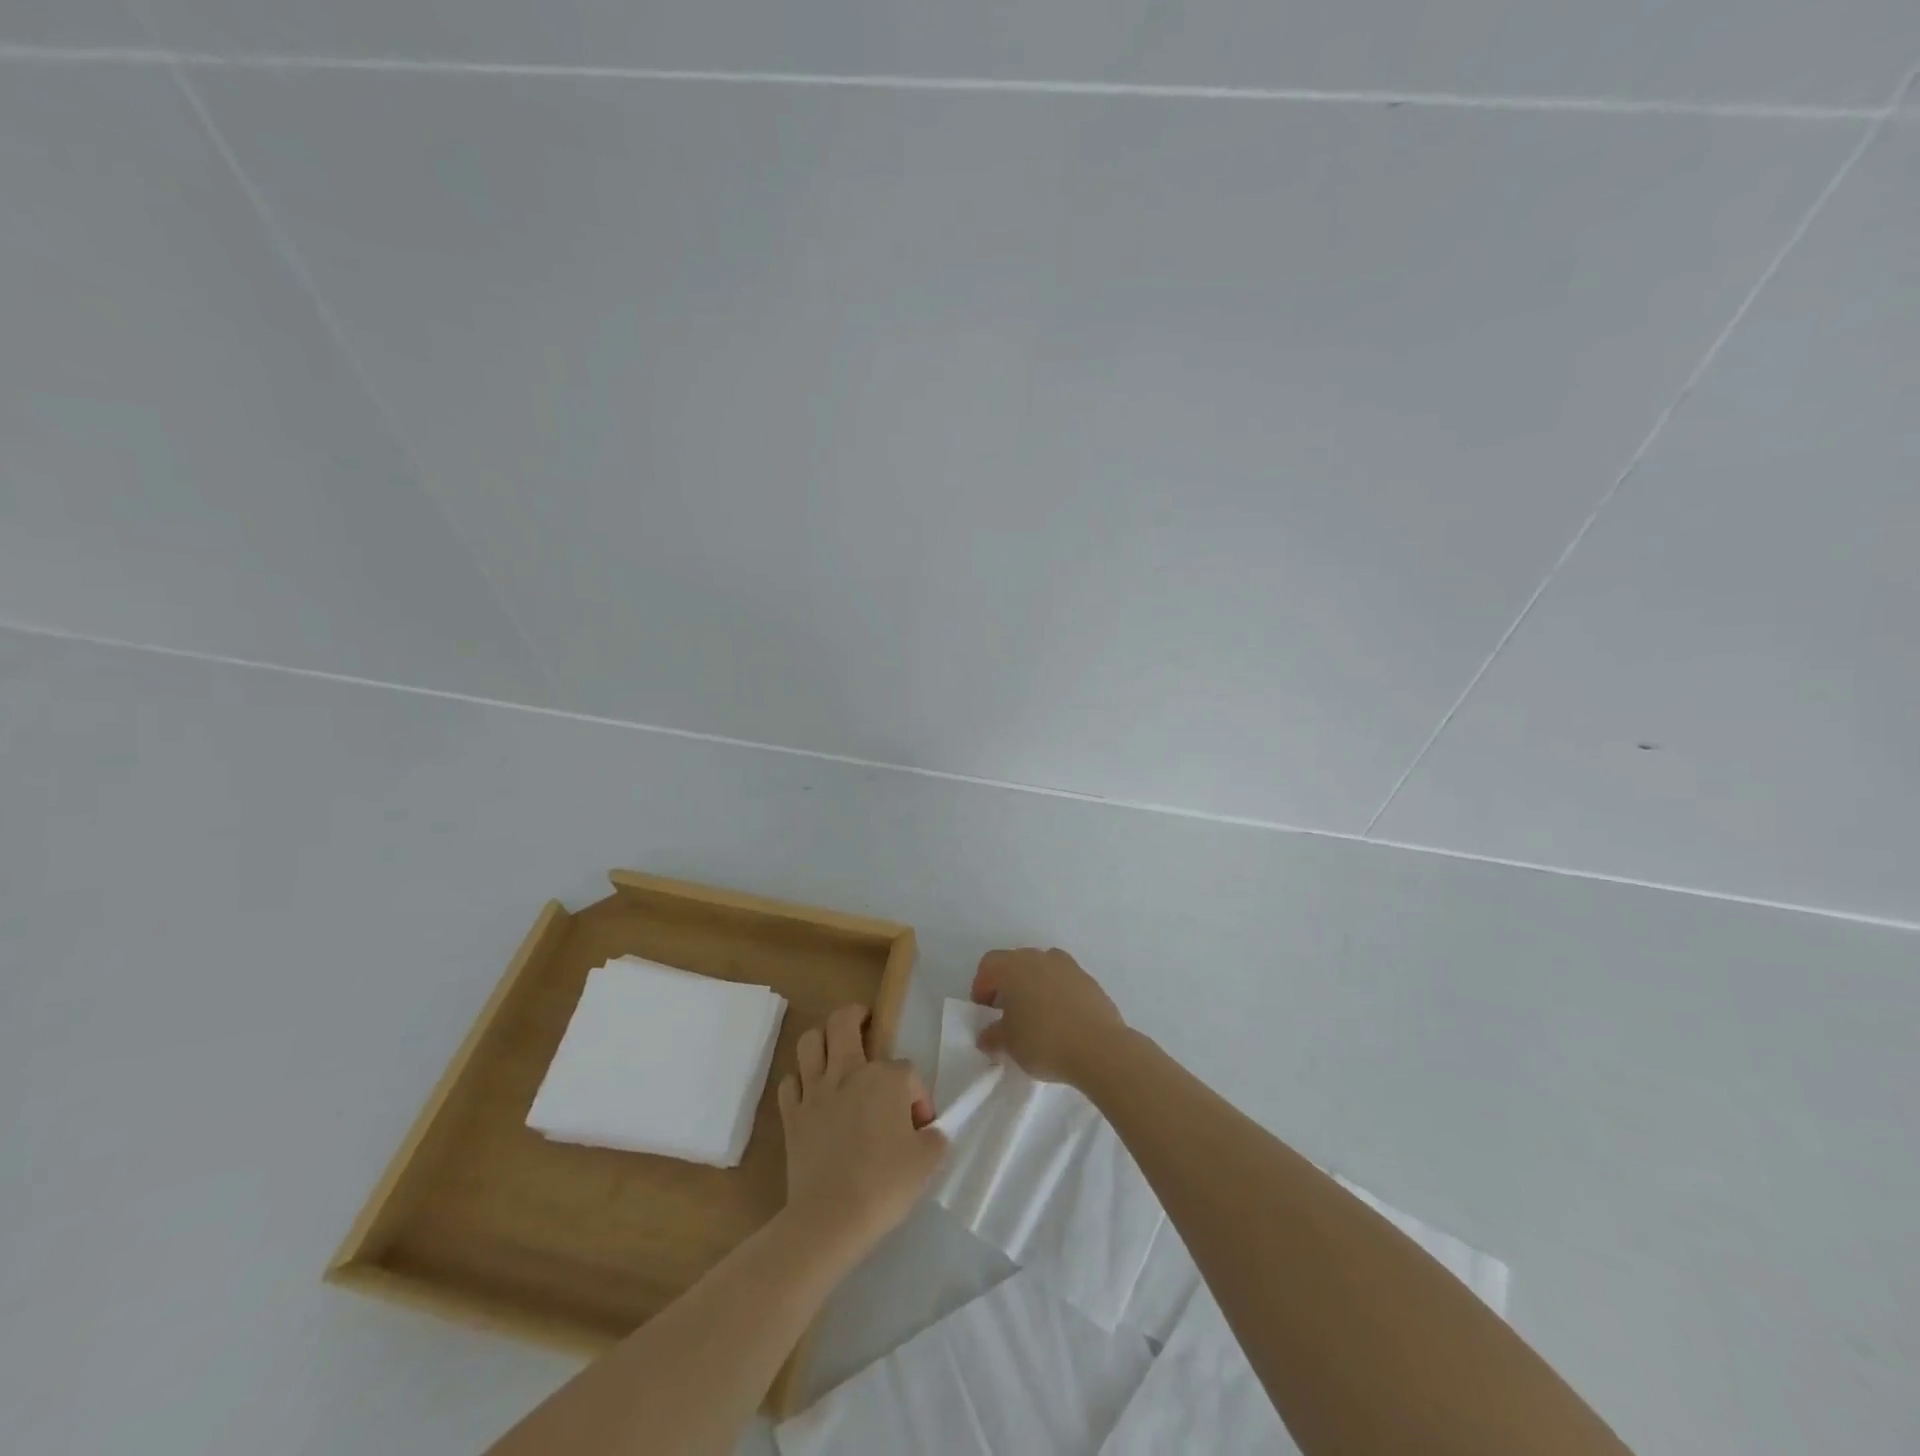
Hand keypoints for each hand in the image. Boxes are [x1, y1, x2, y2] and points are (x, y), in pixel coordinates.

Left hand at [778, 1006, 946, 1260]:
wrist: (831, 1218)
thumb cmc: (885, 1185)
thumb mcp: (927, 1161)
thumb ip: (934, 1138)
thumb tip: (929, 1131)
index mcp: (885, 1078)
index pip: (907, 1070)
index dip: (917, 1095)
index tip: (921, 1127)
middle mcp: (848, 1072)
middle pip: (844, 1021)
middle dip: (856, 1015)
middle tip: (865, 1023)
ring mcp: (815, 1091)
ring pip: (810, 1041)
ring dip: (821, 1040)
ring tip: (834, 1051)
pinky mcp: (792, 1115)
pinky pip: (790, 1083)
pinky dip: (799, 1083)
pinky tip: (811, 1095)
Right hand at [972, 947, 1125, 1085]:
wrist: (1100, 1048)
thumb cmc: (1043, 1040)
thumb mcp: (1008, 1044)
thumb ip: (992, 1036)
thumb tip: (987, 1036)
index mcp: (1014, 966)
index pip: (989, 965)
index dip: (982, 987)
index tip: (985, 1012)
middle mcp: (1040, 958)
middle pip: (1016, 963)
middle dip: (1008, 985)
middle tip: (1006, 1014)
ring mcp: (1069, 967)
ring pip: (1043, 970)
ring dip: (1035, 987)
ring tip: (1035, 1017)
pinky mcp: (1090, 982)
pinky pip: (1065, 982)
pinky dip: (1058, 995)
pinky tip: (1061, 1022)